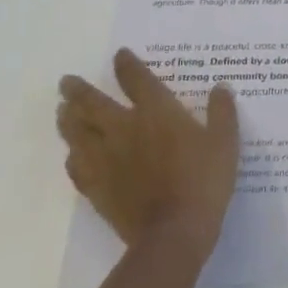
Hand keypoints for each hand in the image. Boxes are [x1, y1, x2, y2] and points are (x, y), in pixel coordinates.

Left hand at [57, 48, 239, 259]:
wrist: (174, 232)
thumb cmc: (204, 181)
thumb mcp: (225, 142)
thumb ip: (222, 112)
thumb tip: (221, 87)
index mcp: (157, 112)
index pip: (137, 79)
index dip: (127, 65)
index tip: (120, 55)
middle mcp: (125, 129)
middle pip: (93, 104)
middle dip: (78, 90)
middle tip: (66, 81)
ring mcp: (106, 159)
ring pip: (77, 133)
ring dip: (67, 119)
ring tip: (61, 111)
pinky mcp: (97, 187)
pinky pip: (76, 167)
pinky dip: (72, 157)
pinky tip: (72, 155)